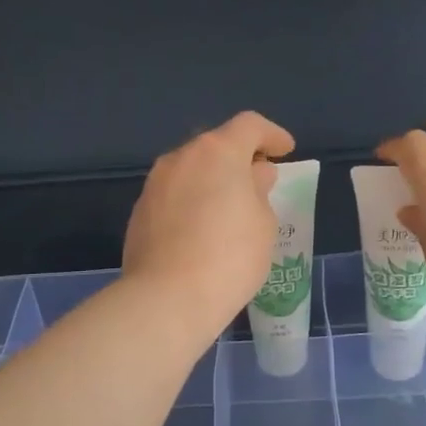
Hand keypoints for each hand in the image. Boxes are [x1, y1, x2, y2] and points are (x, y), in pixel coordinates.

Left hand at [124, 112, 296, 343]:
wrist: (167, 299)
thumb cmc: (230, 256)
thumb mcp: (263, 223)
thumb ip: (259, 190)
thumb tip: (253, 174)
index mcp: (217, 151)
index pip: (249, 126)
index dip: (271, 134)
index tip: (286, 150)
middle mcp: (182, 158)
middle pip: (216, 145)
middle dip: (239, 158)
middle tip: (258, 181)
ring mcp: (155, 184)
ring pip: (191, 170)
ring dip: (212, 180)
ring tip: (229, 208)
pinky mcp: (139, 212)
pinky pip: (174, 195)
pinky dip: (191, 201)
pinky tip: (201, 230)